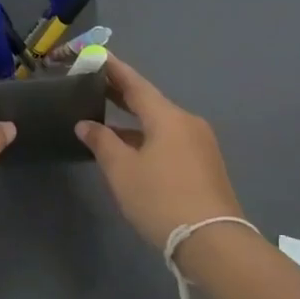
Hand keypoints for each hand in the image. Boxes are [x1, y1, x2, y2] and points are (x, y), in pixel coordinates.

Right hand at [75, 56, 242, 248]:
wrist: (213, 242)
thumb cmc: (161, 200)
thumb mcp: (122, 171)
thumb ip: (102, 142)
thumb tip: (85, 124)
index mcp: (167, 116)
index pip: (135, 84)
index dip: (113, 69)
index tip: (96, 56)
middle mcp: (187, 122)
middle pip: (149, 102)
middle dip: (121, 94)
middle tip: (93, 85)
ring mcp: (200, 144)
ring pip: (160, 123)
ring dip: (133, 121)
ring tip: (105, 120)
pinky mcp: (205, 165)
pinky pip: (170, 140)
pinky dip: (148, 138)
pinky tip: (131, 150)